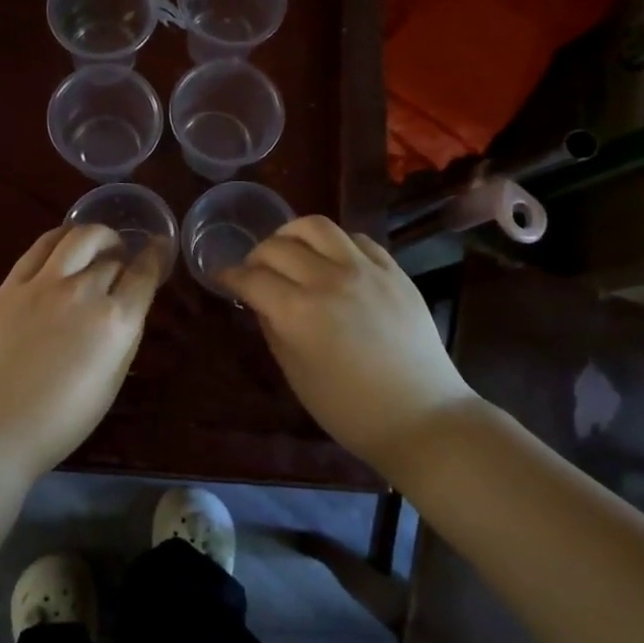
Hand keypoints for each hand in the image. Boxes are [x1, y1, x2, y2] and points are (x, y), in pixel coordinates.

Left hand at [0, 225, 164, 481]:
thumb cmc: (62, 420)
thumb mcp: (112, 382)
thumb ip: (125, 337)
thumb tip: (128, 307)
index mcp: (116, 322)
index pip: (144, 273)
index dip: (155, 256)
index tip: (158, 247)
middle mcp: (85, 292)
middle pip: (113, 257)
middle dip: (124, 257)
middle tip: (122, 263)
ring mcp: (45, 283)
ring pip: (80, 237)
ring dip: (97, 237)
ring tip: (97, 246)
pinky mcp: (13, 284)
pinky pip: (42, 245)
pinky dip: (61, 238)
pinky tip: (65, 246)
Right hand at [219, 216, 475, 471]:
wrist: (421, 416)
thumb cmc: (350, 409)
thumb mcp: (296, 374)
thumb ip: (273, 329)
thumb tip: (261, 301)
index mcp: (298, 312)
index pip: (251, 278)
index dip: (229, 276)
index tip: (222, 277)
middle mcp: (328, 279)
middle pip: (277, 246)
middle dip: (256, 256)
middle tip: (254, 272)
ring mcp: (365, 270)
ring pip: (316, 226)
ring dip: (291, 234)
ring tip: (289, 250)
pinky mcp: (393, 270)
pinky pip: (356, 238)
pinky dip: (334, 243)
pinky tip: (331, 260)